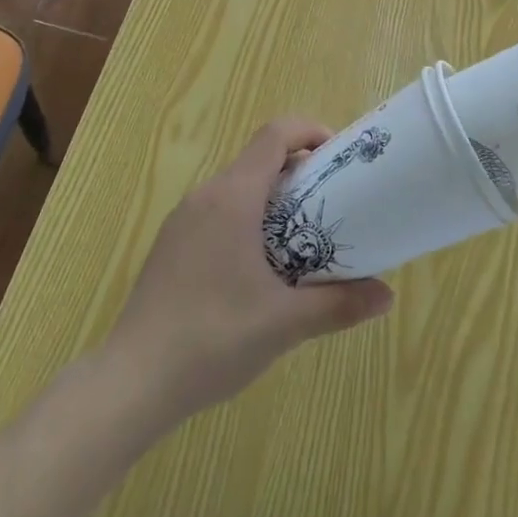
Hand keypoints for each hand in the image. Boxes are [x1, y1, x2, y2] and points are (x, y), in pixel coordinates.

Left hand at [103, 119, 393, 421]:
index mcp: (233, 196)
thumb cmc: (211, 339)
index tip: (338, 158)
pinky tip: (258, 269)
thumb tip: (387, 297)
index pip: (275, 134)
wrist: (130, 384)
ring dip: (272, 198)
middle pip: (259, 159)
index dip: (310, 132)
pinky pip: (218, 212)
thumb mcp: (284, 323)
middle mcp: (206, 195)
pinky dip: (247, 219)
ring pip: (238, 187)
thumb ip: (338, 304)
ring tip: (300, 238)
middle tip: (330, 204)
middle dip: (298, 172)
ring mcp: (183, 220)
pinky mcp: (171, 245)